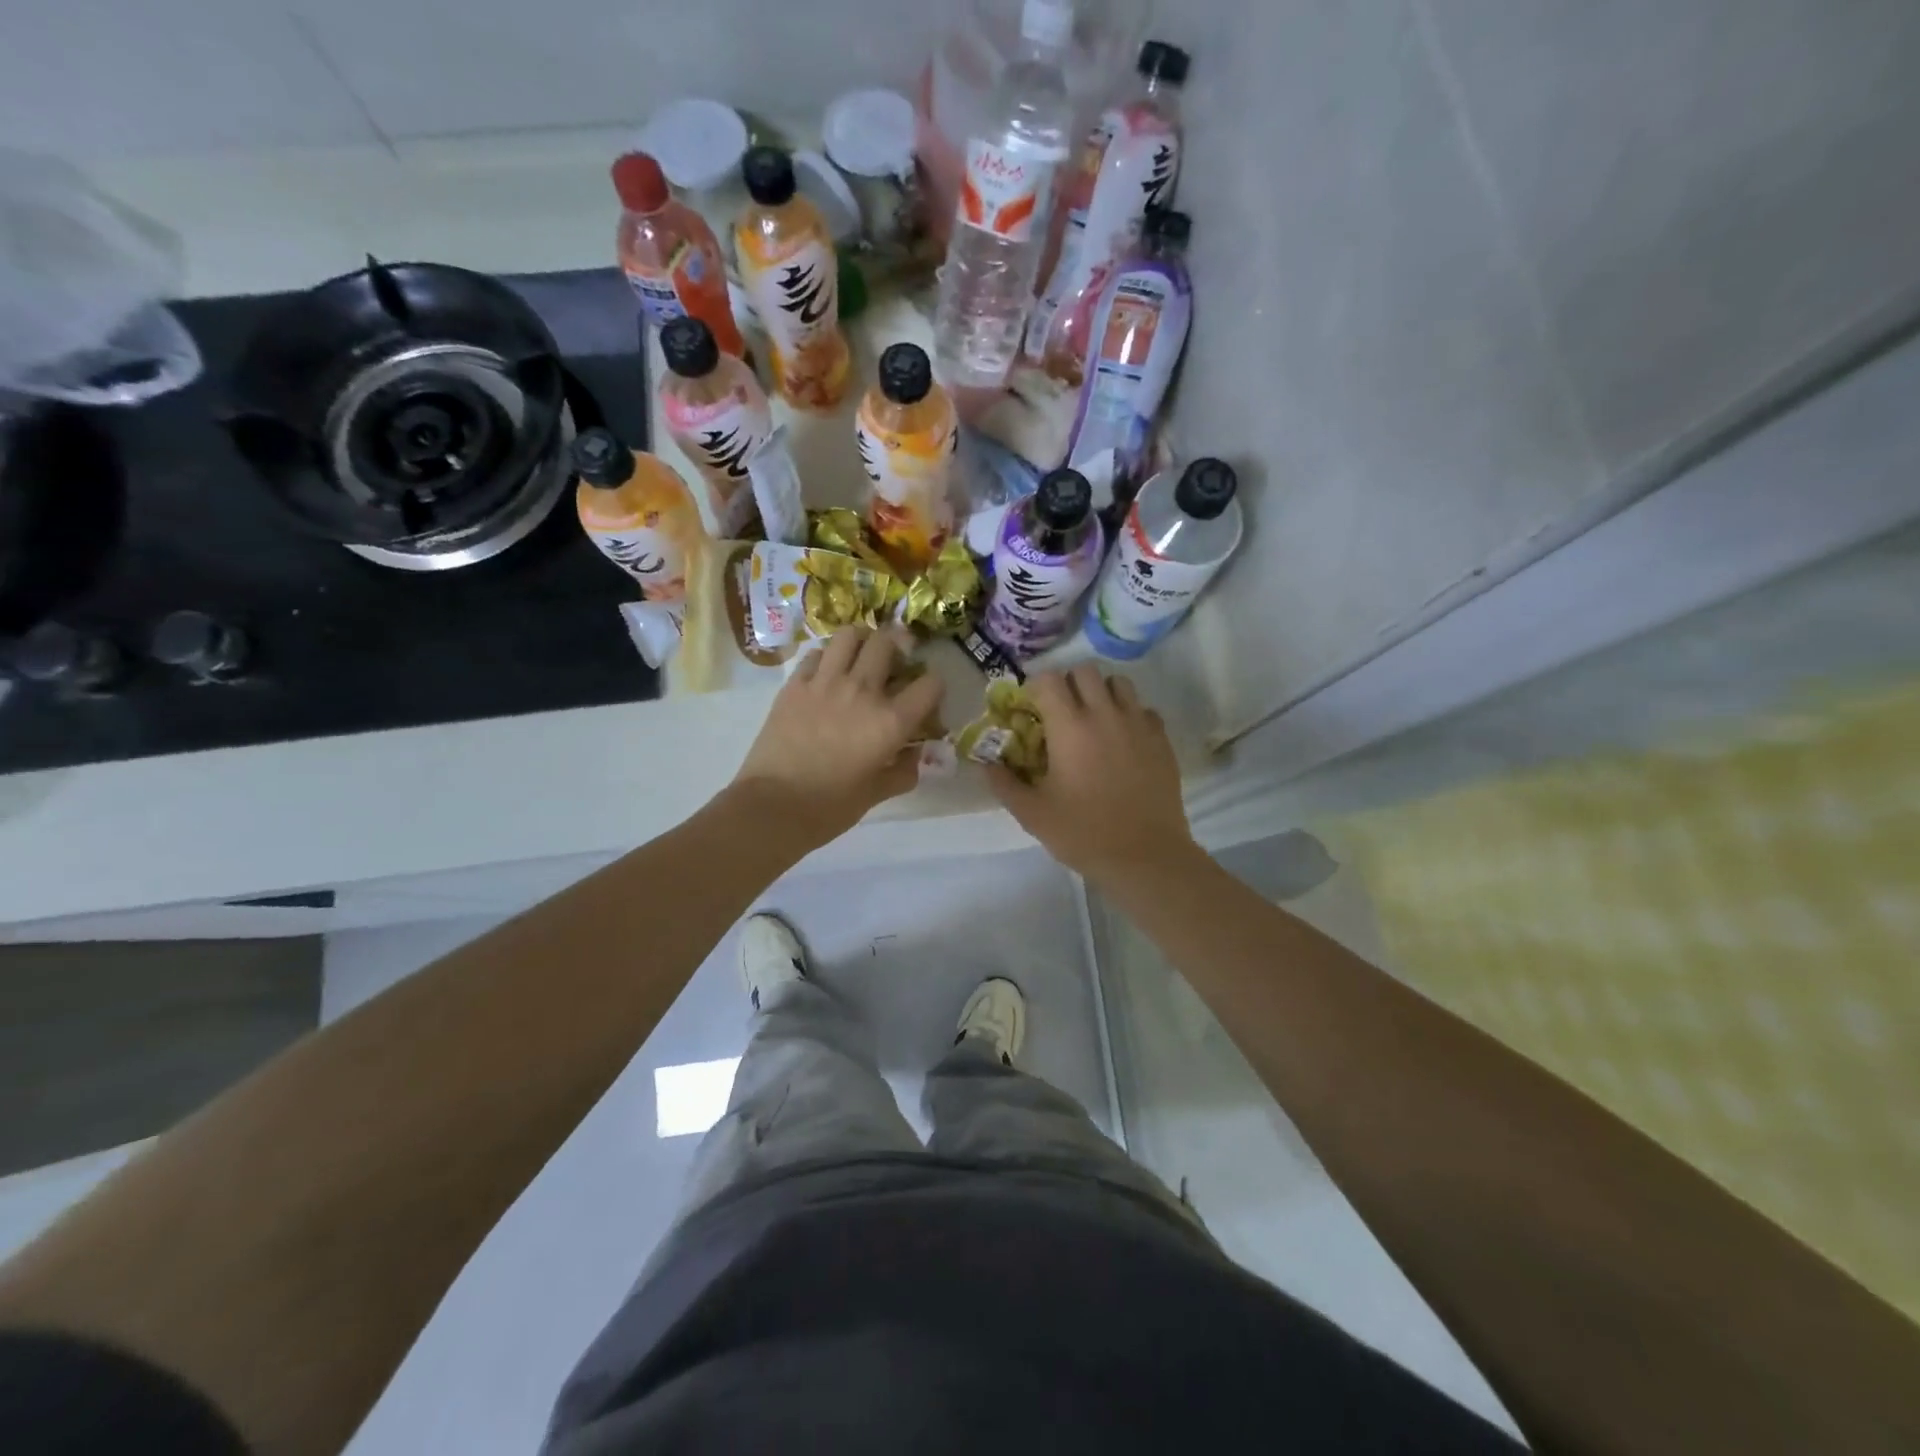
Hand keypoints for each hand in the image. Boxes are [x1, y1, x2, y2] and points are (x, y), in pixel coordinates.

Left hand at [732, 626, 943, 848]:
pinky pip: (816, 654)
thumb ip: (903, 772)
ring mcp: (825, 682)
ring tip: (859, 657)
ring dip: (860, 642)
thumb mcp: (876, 795)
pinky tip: (826, 674)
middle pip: (887, 643)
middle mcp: (862, 691)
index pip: (930, 684)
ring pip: (849, 636)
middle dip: (897, 648)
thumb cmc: (829, 808)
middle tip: (893, 663)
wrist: (772, 807)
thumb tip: (914, 755)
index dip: (934, 686)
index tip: (927, 696)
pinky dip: (827, 657)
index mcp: (890, 721)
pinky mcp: (795, 685)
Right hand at [986, 665, 1195, 884]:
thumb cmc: (1083, 833)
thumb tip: (987, 762)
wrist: (1145, 856)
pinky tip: (1122, 741)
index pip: (1049, 679)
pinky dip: (1129, 715)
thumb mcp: (1032, 813)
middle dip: (1068, 684)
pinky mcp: (1161, 739)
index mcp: (1070, 727)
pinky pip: (1143, 709)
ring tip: (1094, 721)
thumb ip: (1004, 782)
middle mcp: (1105, 714)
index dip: (1035, 688)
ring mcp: (1137, 723)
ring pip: (1118, 683)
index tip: (1031, 710)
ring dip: (1101, 693)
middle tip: (1061, 713)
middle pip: (1085, 670)